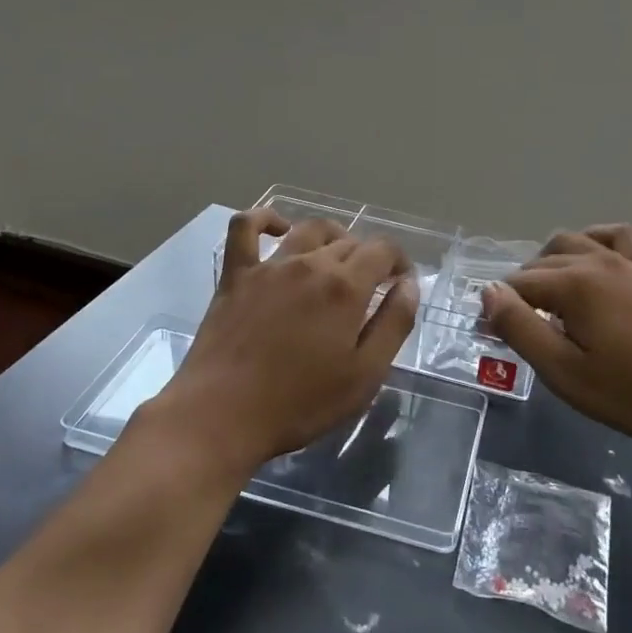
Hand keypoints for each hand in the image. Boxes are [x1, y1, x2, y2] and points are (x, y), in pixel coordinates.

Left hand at [151, 209, 419, 475]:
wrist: (222, 414)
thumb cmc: (300, 403)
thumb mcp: (365, 375)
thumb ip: (393, 324)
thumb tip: (409, 285)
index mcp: (345, 287)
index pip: (383, 250)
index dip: (399, 261)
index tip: (401, 283)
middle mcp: (310, 264)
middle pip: (349, 241)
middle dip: (368, 257)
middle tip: (370, 287)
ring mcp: (269, 266)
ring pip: (308, 230)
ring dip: (332, 236)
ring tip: (337, 257)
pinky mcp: (235, 275)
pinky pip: (245, 227)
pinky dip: (265, 218)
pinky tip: (279, 228)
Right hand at [480, 225, 631, 450]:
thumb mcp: (563, 371)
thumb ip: (520, 328)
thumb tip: (488, 292)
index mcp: (573, 283)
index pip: (516, 286)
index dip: (498, 311)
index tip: (494, 339)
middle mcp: (597, 260)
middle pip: (540, 263)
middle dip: (519, 291)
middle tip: (515, 330)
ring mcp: (627, 262)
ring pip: (572, 242)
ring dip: (548, 263)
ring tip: (545, 298)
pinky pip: (615, 237)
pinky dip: (593, 242)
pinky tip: (589, 262)